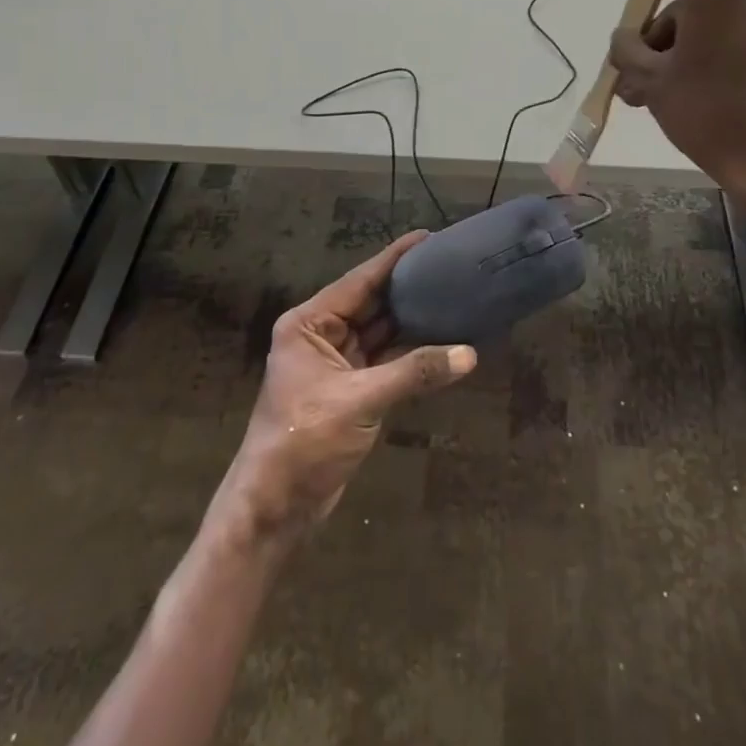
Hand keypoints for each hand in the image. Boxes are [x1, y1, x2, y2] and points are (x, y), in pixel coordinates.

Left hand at [213, 231, 475, 544]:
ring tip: (452, 294)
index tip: (428, 236)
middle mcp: (322, 336)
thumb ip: (414, 372)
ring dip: (413, 319)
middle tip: (450, 265)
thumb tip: (469, 353)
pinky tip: (442, 340)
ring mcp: (337, 364)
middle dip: (408, 287)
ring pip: (382, 332)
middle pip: (372, 303)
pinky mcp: (352, 391)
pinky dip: (412, 352)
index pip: (359, 281)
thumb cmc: (304, 442)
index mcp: (309, 324)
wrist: (276, 509)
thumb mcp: (360, 401)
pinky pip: (387, 360)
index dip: (394, 259)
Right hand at [609, 0, 745, 204]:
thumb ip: (627, 48)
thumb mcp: (651, 80)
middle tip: (630, 73)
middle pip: (686, 2)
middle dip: (654, 34)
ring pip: (704, 25)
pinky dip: (699, 56)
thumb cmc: (707, 112)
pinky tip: (677, 93)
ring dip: (672, 52)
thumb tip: (625, 38)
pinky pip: (725, 39)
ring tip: (646, 95)